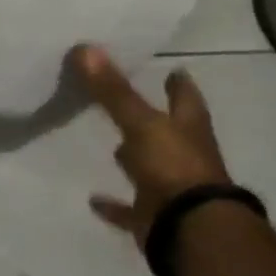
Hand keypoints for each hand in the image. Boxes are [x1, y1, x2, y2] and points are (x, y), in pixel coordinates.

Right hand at [73, 45, 231, 244]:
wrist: (189, 228)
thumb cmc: (173, 167)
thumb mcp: (141, 123)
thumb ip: (113, 91)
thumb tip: (86, 48)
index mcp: (188, 130)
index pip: (186, 99)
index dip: (180, 84)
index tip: (175, 70)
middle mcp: (184, 156)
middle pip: (170, 133)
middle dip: (157, 120)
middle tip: (136, 105)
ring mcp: (170, 188)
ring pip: (151, 168)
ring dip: (135, 159)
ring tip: (114, 147)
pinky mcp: (153, 216)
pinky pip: (129, 208)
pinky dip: (113, 205)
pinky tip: (93, 199)